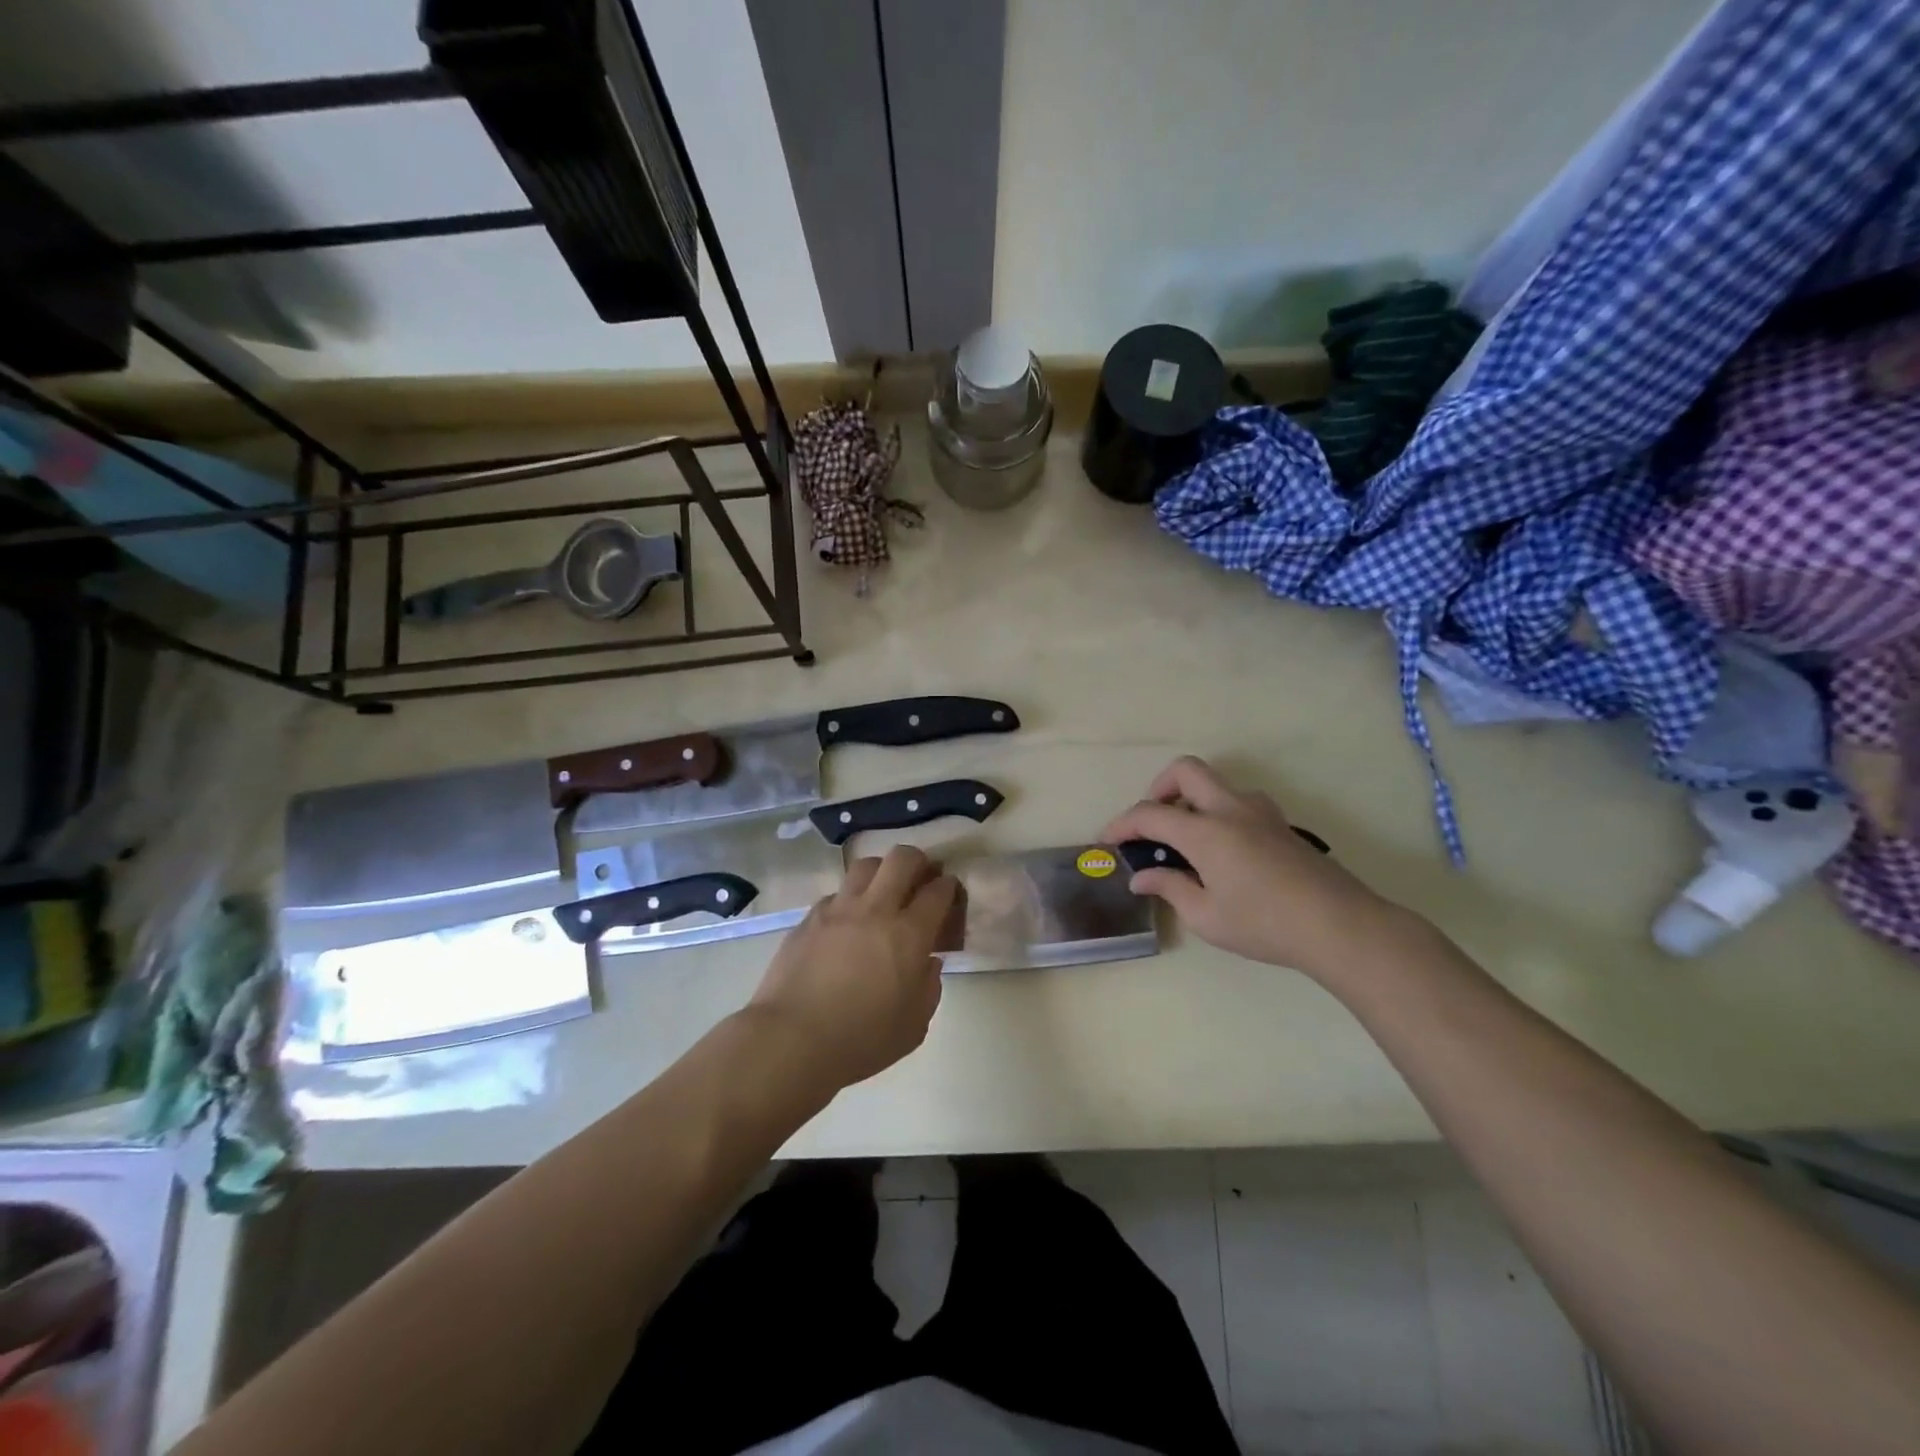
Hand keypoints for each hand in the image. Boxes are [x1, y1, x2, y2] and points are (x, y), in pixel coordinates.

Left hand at [750, 844, 958, 1089]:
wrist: (792, 1039)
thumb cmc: (861, 1040)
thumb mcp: (913, 1026)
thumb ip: (928, 988)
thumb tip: (928, 963)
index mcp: (909, 934)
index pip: (938, 891)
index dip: (949, 887)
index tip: (950, 893)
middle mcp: (876, 909)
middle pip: (902, 859)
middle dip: (918, 862)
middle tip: (920, 879)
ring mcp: (839, 909)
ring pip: (866, 866)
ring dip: (881, 872)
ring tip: (883, 890)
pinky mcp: (809, 918)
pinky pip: (836, 894)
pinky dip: (849, 900)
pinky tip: (847, 922)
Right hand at [1102, 756, 1403, 979]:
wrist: (1339, 925)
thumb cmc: (1264, 924)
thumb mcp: (1206, 916)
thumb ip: (1170, 888)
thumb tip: (1141, 877)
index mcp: (1205, 831)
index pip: (1150, 813)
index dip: (1122, 824)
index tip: (1108, 840)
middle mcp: (1229, 808)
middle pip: (1185, 770)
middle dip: (1159, 788)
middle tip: (1154, 823)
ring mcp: (1259, 812)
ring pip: (1216, 782)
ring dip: (1192, 798)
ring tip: (1187, 839)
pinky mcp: (1280, 823)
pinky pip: (1238, 800)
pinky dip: (1218, 811)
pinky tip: (1223, 849)